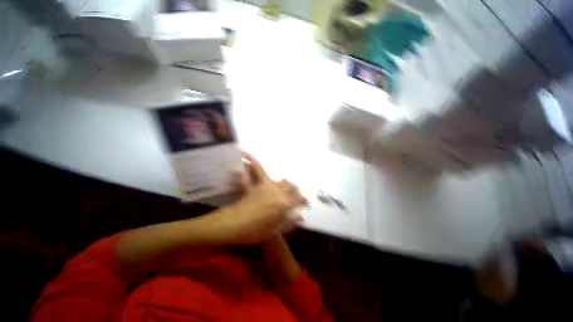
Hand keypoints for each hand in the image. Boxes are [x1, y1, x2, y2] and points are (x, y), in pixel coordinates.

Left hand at [210, 152, 306, 244]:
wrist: (233, 226)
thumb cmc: (255, 231)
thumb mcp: (274, 230)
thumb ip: (288, 222)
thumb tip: (300, 217)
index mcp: (283, 203)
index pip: (298, 199)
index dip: (303, 201)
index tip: (306, 203)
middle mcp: (277, 192)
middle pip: (290, 187)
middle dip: (295, 190)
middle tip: (296, 195)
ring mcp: (266, 187)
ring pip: (280, 180)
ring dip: (285, 183)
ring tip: (287, 185)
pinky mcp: (256, 185)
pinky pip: (257, 170)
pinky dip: (253, 162)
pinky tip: (246, 154)